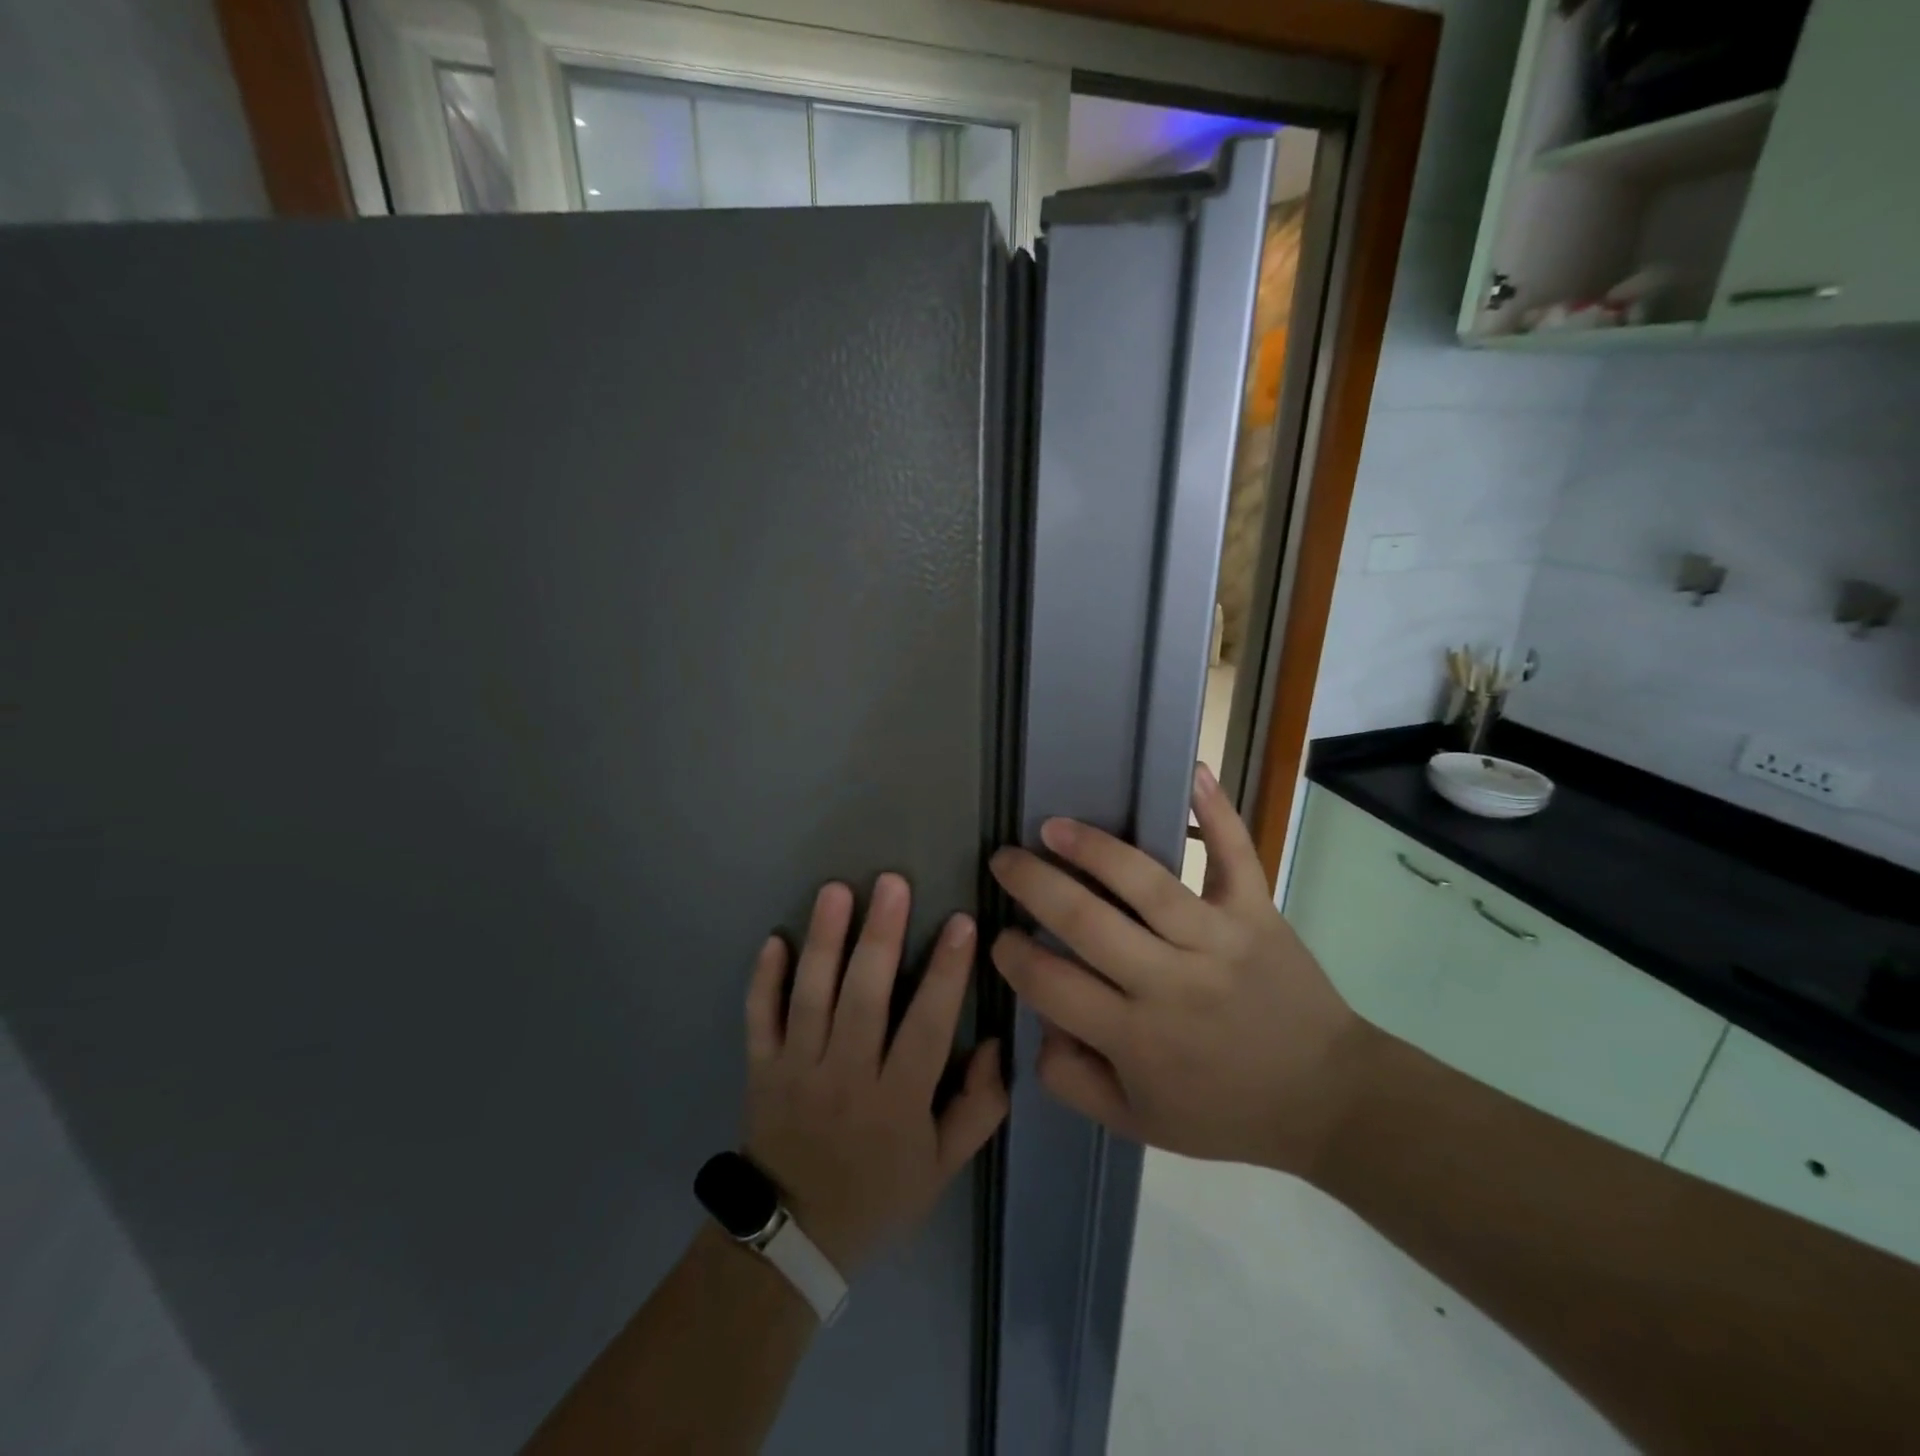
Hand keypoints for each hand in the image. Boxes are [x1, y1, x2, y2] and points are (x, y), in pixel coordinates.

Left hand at [742, 874, 1008, 1272]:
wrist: (793, 1238)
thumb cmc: (879, 1194)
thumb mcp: (944, 1166)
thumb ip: (979, 1106)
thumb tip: (992, 1042)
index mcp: (897, 1100)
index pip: (927, 1025)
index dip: (947, 973)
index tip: (963, 921)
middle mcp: (846, 1075)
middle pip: (863, 998)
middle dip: (880, 937)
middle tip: (892, 882)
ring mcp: (798, 1069)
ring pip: (811, 997)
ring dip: (823, 942)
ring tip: (835, 891)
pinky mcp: (762, 1069)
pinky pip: (759, 1019)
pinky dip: (763, 980)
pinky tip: (774, 938)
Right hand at [988, 764, 1375, 1176]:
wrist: (1328, 1100)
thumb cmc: (1225, 1111)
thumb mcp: (1137, 1122)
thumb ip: (1073, 1080)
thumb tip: (1038, 1024)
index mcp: (1136, 1038)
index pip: (1051, 983)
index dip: (1013, 955)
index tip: (999, 936)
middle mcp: (1170, 981)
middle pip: (1085, 921)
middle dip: (1032, 884)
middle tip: (1004, 861)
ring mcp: (1217, 939)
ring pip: (1146, 881)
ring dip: (1092, 847)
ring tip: (1052, 826)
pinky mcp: (1257, 914)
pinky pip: (1235, 856)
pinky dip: (1216, 813)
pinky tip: (1192, 772)